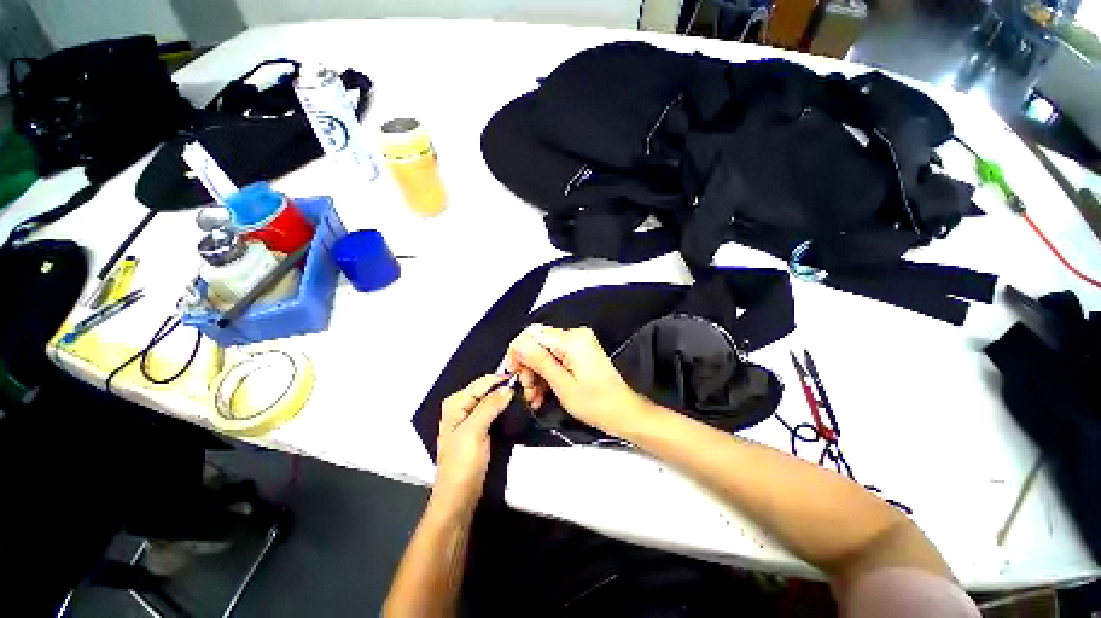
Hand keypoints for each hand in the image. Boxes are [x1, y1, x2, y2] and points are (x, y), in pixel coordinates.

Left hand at [434, 374, 513, 507]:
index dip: (501, 378)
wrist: (459, 496)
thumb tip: (507, 388)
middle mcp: (461, 407)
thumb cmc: (461, 464)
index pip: (482, 382)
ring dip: (505, 397)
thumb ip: (490, 406)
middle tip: (526, 386)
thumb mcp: (475, 430)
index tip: (522, 376)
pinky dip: (503, 408)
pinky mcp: (478, 429)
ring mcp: (469, 419)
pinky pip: (492, 411)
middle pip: (486, 389)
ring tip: (524, 395)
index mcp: (455, 403)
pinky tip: (514, 408)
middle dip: (504, 386)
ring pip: (490, 400)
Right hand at [506, 325, 647, 435]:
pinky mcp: (580, 351)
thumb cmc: (597, 403)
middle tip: (527, 389)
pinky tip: (543, 391)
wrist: (622, 411)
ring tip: (535, 396)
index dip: (517, 352)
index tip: (512, 371)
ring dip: (536, 373)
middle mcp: (576, 336)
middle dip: (528, 367)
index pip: (533, 334)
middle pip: (538, 343)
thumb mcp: (562, 385)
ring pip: (544, 352)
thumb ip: (539, 361)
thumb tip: (519, 346)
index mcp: (573, 340)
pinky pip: (555, 357)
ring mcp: (579, 343)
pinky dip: (547, 373)